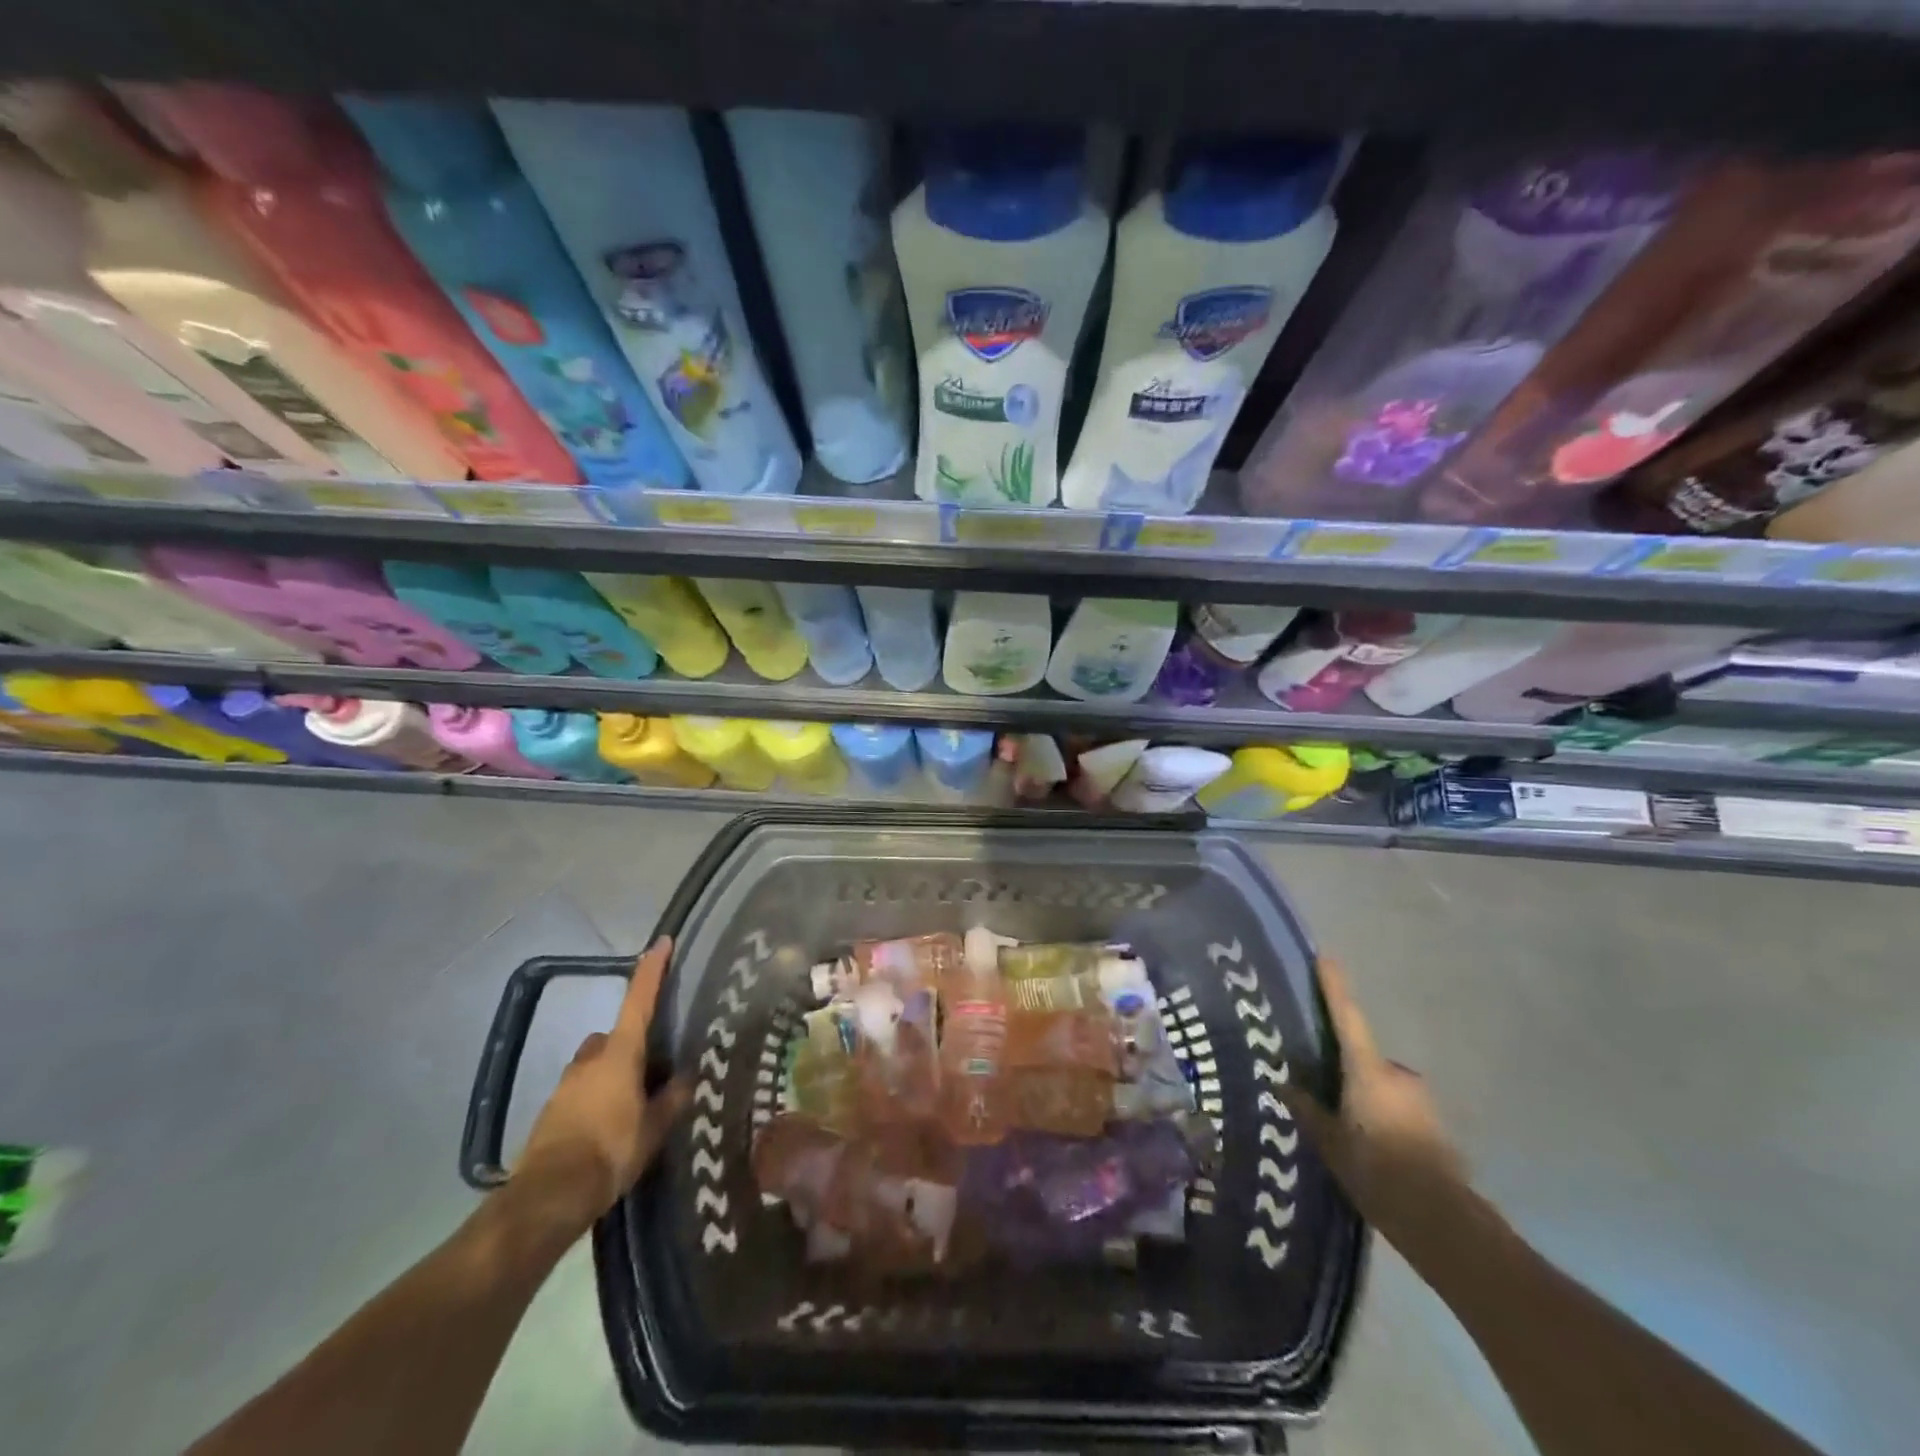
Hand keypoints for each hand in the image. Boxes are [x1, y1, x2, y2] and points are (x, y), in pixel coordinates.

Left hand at [516, 937, 690, 1230]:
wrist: (548, 1196)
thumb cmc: (611, 1151)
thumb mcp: (654, 1127)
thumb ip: (673, 1098)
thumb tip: (689, 1077)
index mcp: (620, 1053)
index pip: (639, 999)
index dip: (652, 970)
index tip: (661, 942)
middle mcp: (591, 1058)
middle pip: (615, 1036)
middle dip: (631, 1044)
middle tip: (654, 1069)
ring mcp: (567, 1083)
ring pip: (596, 1063)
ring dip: (613, 1073)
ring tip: (633, 1104)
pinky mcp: (552, 1110)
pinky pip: (582, 1090)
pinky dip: (596, 1098)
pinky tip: (608, 1127)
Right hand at [1280, 958, 1468, 1251]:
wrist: (1444, 1223)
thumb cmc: (1377, 1173)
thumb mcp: (1330, 1143)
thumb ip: (1308, 1110)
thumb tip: (1286, 1084)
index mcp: (1367, 1072)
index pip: (1346, 1017)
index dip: (1334, 986)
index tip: (1326, 956)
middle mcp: (1397, 1076)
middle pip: (1363, 1059)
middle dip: (1345, 1072)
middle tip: (1324, 1094)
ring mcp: (1421, 1101)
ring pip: (1381, 1087)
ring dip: (1365, 1099)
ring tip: (1348, 1133)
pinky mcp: (1436, 1126)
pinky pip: (1398, 1109)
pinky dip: (1383, 1119)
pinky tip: (1373, 1151)